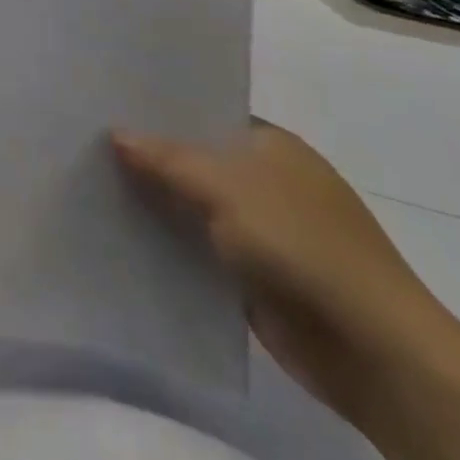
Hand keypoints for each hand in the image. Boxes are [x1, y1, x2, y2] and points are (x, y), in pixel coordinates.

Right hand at [112, 123, 459, 425]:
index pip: (204, 114)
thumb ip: (167, 159)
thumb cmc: (302, 246)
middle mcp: (269, 181)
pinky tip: (122, 236)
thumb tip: (115, 133)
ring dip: (156, 204)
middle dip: (148, 158)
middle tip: (85, 144)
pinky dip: (169, 246)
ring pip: (194, 207)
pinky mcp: (255, 277)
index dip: (158, 112)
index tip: (105, 108)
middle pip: (195, 161)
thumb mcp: (225, 188)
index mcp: (272, 145)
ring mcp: (265, 231)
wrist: (374, 351)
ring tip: (90, 186)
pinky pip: (199, 250)